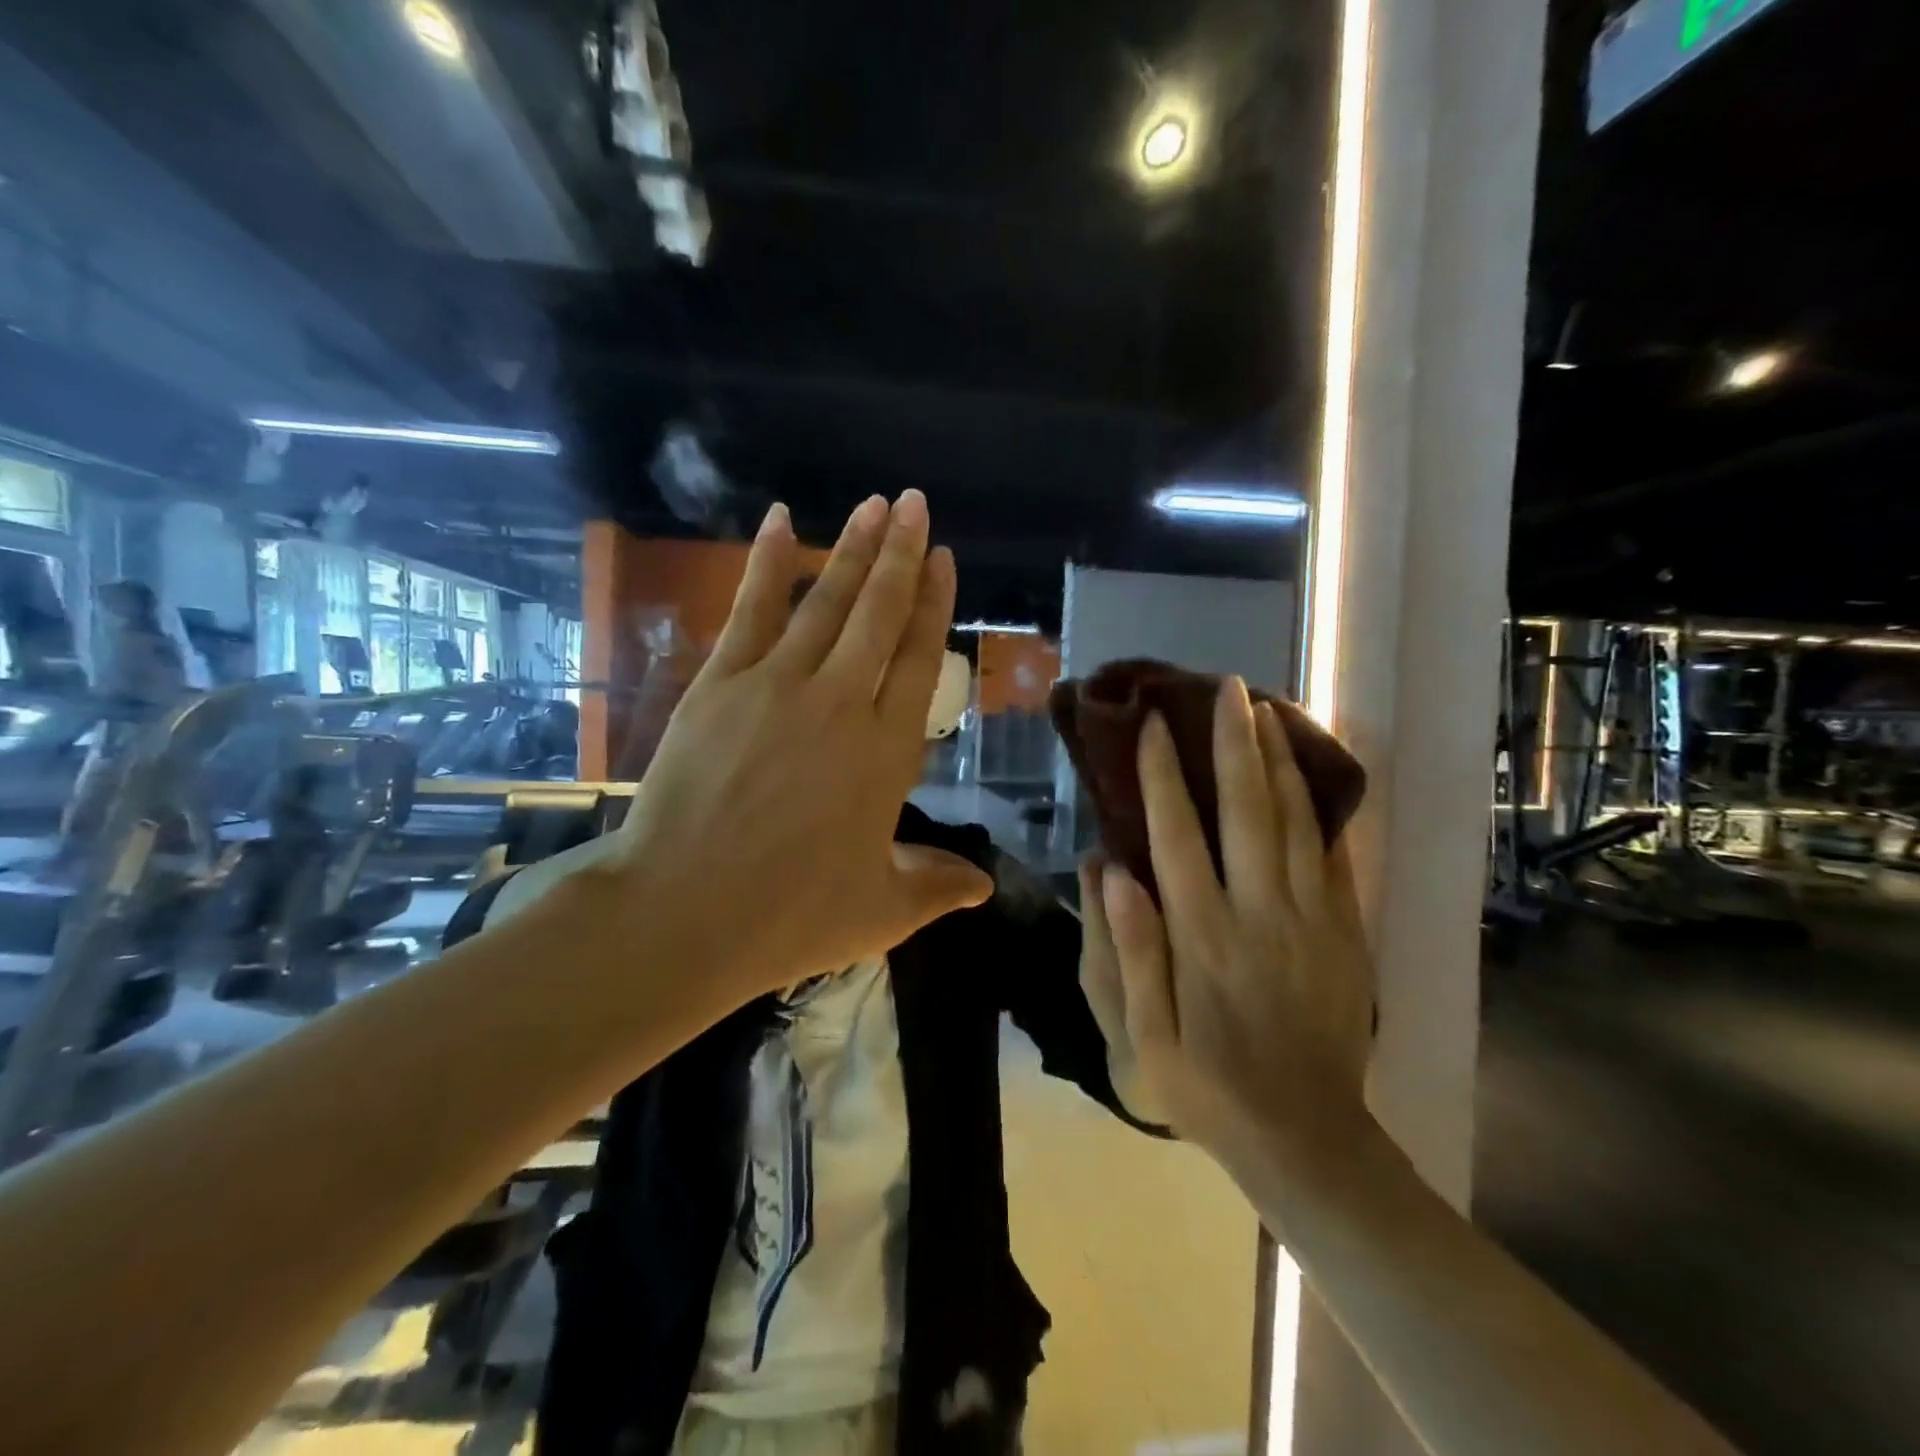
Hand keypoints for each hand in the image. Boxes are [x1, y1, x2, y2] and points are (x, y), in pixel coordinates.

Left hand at [601, 492, 992, 1009]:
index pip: (920, 658)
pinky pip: (751, 610)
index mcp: (887, 752)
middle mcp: (841, 703)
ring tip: (875, 505)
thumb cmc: (791, 916)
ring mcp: (776, 686)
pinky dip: (768, 564)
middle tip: (916, 503)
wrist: (682, 914)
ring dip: (852, 549)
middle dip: (902, 553)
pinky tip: (782, 521)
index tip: (945, 559)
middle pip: (879, 614)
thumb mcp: (882, 910)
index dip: (935, 604)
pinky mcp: (720, 684)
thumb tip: (984, 886)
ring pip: (825, 602)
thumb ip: (937, 886)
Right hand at [1095, 677, 1374, 1172]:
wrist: (1308, 1138)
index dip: (1162, 775)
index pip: (1176, 835)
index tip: (1154, 725)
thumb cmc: (1208, 1086)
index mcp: (1201, 936)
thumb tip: (1107, 871)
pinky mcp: (1343, 932)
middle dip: (1232, 744)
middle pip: (1245, 811)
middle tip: (1227, 689)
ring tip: (1265, 710)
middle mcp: (1257, 913)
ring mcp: (1309, 919)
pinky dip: (1318, 807)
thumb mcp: (1144, 1037)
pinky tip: (1308, 773)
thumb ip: (1129, 952)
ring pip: (1293, 822)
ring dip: (1277, 761)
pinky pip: (1331, 856)